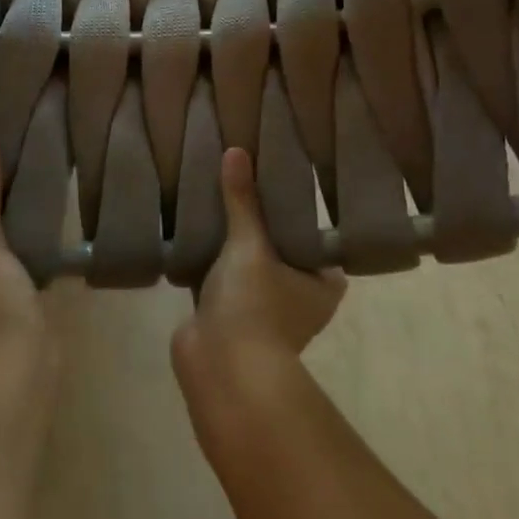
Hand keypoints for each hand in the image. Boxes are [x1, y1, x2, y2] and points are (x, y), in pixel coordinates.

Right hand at [175, 148, 345, 375]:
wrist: (219, 366)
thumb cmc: (254, 305)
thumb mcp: (250, 244)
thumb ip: (243, 200)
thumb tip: (236, 151)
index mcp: (323, 283)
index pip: (315, 235)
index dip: (298, 209)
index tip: (279, 176)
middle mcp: (298, 296)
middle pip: (279, 246)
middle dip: (259, 221)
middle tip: (245, 179)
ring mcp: (262, 308)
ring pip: (248, 262)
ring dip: (232, 241)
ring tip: (217, 196)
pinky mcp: (228, 315)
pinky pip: (220, 276)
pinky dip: (209, 258)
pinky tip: (195, 227)